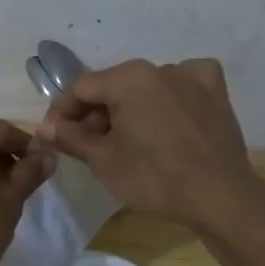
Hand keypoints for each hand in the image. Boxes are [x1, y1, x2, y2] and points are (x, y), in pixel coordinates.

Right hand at [37, 58, 255, 227]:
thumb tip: (44, 127)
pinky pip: (185, 83)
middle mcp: (158, 67)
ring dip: (130, 107)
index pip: (81, 88)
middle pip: (113, 86)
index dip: (62, 111)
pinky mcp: (215, 93)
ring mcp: (191, 77)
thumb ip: (70, 137)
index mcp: (127, 78)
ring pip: (146, 86)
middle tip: (87, 145)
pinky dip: (173, 93)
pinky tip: (171, 111)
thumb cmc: (154, 177)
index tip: (55, 136)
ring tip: (126, 139)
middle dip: (95, 112)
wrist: (220, 198)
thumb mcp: (103, 160)